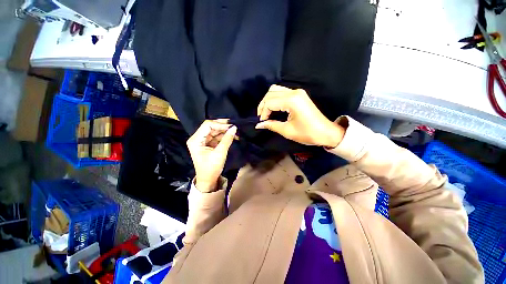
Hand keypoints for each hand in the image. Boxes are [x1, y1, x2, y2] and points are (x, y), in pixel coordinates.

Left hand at [187, 120, 236, 191]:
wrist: (208, 180)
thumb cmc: (211, 168)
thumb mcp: (220, 153)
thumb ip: (227, 139)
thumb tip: (234, 127)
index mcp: (196, 140)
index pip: (207, 125)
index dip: (219, 124)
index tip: (231, 126)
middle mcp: (198, 138)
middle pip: (211, 127)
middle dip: (223, 127)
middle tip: (234, 126)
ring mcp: (203, 141)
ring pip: (215, 131)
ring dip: (224, 131)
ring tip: (235, 131)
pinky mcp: (208, 144)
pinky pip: (217, 137)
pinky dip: (224, 136)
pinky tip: (232, 135)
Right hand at [256, 85, 344, 147]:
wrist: (326, 132)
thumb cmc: (307, 134)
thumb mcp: (287, 131)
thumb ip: (271, 125)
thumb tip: (258, 125)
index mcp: (292, 101)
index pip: (270, 102)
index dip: (263, 113)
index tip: (262, 122)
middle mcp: (294, 92)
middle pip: (271, 93)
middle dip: (263, 105)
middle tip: (261, 117)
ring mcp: (298, 92)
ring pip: (276, 90)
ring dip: (268, 100)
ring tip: (265, 112)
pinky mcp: (299, 94)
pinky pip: (282, 92)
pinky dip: (275, 98)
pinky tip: (273, 108)